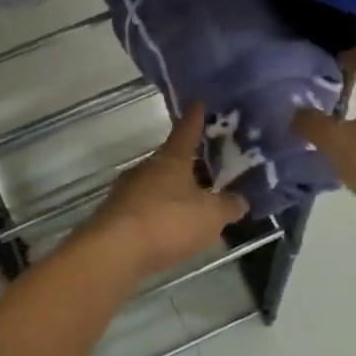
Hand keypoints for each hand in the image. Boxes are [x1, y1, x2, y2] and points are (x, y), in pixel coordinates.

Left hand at [85, 105, 247, 277]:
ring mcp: (128, 190)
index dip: (196, 118)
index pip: (187, 130)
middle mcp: (147, 167)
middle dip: (189, 164)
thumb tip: (240, 200)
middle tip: (209, 170)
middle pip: (171, 159)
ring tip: (193, 205)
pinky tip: (170, 229)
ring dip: (173, 191)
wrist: (115, 250)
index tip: (199, 104)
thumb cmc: (168, 221)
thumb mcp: (211, 216)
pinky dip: (160, 214)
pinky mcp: (117, 215)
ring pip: (157, 184)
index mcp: (172, 158)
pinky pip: (146, 208)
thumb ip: (228, 206)